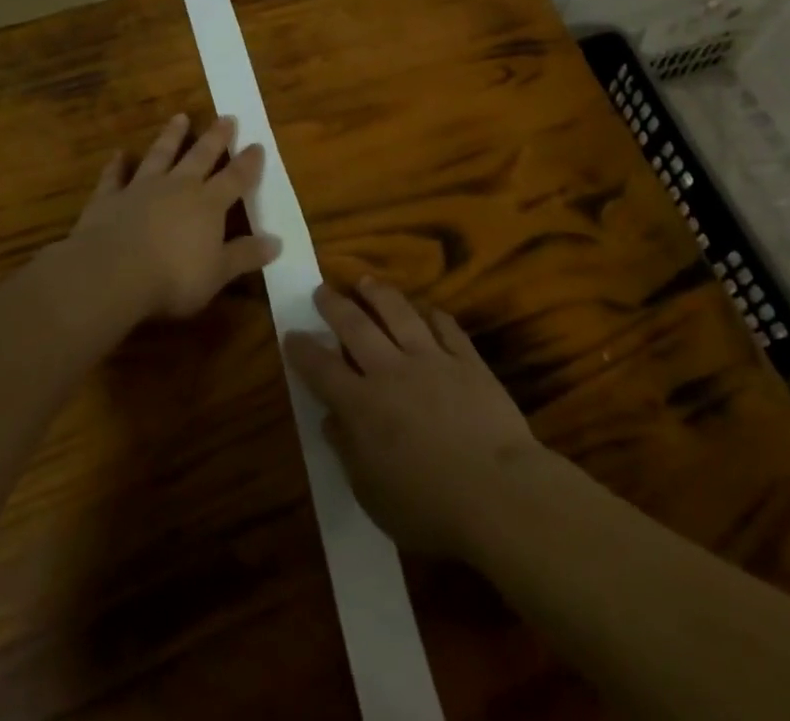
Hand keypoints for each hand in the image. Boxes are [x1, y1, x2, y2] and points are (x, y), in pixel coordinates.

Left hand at [63, 113, 280, 320]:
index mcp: (208, 204)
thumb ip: (245, 255)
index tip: (257, 145)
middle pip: (200, 156)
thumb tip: (277, 242)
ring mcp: (141, 188)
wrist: (111, 273)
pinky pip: (114, 176)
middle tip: (226, 117)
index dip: (248, 163)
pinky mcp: (109, 198)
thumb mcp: (218, 272)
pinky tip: (118, 154)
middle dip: (216, 137)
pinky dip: (117, 165)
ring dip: (171, 136)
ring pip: (160, 155)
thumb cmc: (173, 277)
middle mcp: (178, 187)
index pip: (235, 178)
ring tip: (180, 117)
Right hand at [284, 278, 544, 558]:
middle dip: (334, 305)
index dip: (303, 349)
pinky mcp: (467, 360)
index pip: (321, 369)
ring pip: (399, 314)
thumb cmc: (429, 508)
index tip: (291, 333)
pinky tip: (429, 310)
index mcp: (362, 406)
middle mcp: (391, 371)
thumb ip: (348, 452)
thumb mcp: (373, 495)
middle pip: (356, 327)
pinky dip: (435, 316)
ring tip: (366, 282)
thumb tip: (330, 420)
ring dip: (379, 294)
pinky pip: (447, 328)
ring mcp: (432, 359)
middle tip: (321, 289)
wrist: (497, 492)